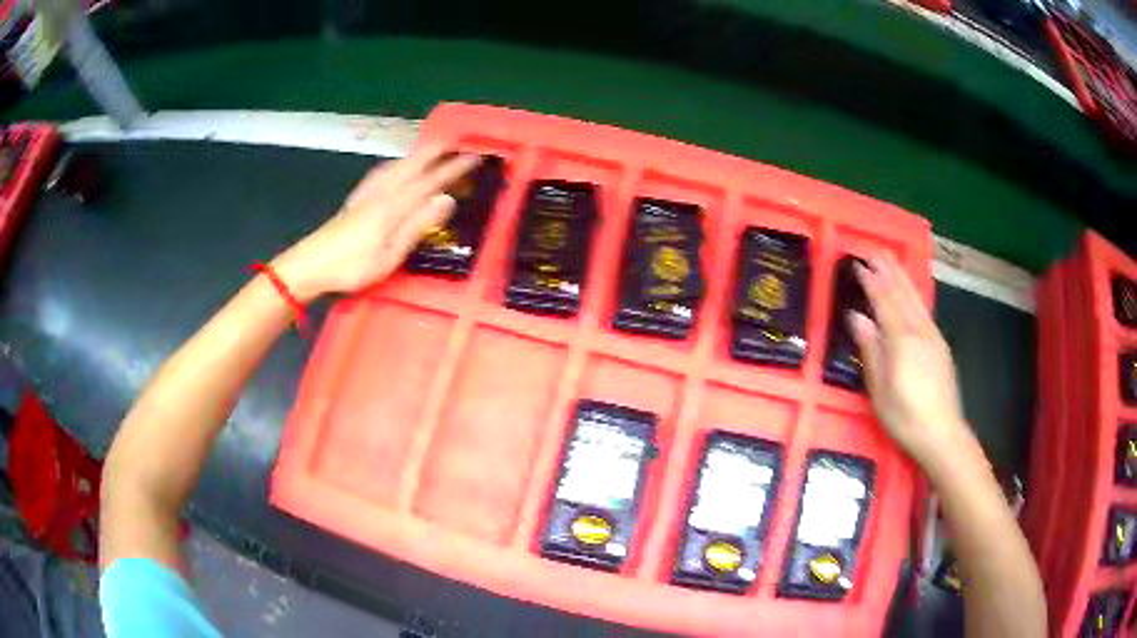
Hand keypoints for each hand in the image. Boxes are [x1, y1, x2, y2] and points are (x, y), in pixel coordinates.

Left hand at [271, 144, 480, 301]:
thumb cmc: (352, 266)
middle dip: (437, 152)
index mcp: (394, 205)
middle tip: (458, 142)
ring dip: (418, 154)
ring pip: (398, 165)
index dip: (453, 168)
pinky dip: (397, 163)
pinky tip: (395, 166)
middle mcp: (382, 192)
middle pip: (413, 165)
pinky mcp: (356, 199)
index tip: (475, 157)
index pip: (431, 181)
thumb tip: (447, 199)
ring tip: (433, 148)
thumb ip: (417, 225)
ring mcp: (367, 193)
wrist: (310, 265)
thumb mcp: (390, 254)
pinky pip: (382, 171)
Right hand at [848, 253, 972, 467]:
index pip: (883, 301)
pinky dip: (915, 295)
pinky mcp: (940, 346)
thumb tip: (857, 317)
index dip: (871, 281)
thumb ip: (871, 349)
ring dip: (903, 278)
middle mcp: (919, 330)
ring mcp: (933, 336)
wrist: (943, 433)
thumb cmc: (905, 416)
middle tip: (876, 250)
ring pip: (916, 299)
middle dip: (889, 270)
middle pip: (902, 293)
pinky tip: (912, 294)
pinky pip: (924, 311)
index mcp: (901, 339)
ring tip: (892, 262)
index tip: (858, 263)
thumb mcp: (880, 389)